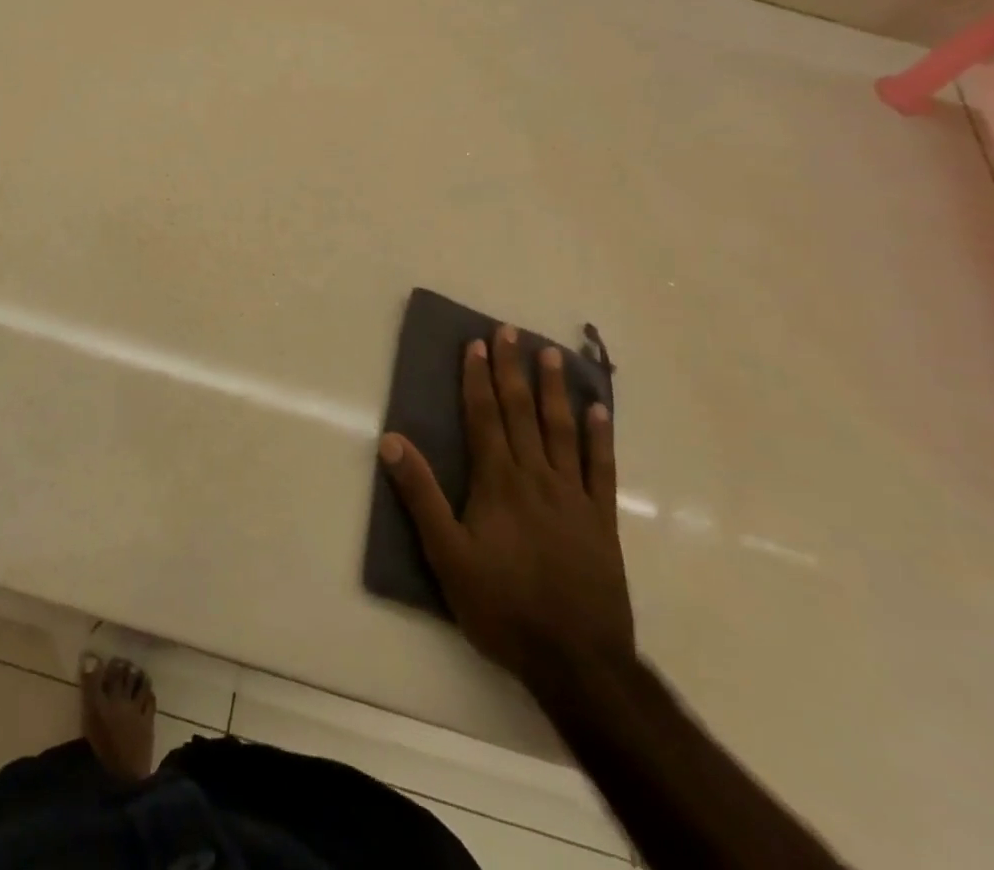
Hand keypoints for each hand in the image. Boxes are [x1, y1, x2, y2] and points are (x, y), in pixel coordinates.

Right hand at [380, 326, 633, 684]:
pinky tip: (599, 410)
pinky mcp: (602, 520)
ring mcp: (573, 496)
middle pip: (522, 412)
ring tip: (551, 354)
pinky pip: (601, 468)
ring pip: (562, 430)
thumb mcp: (447, 556)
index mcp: (498, 482)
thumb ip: (420, 496)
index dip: (478, 378)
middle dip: (512, 369)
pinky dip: (600, 436)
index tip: (476, 343)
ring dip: (555, 389)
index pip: (485, 417)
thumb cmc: (503, 607)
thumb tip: (391, 440)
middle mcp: (536, 477)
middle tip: (510, 330)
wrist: (578, 662)